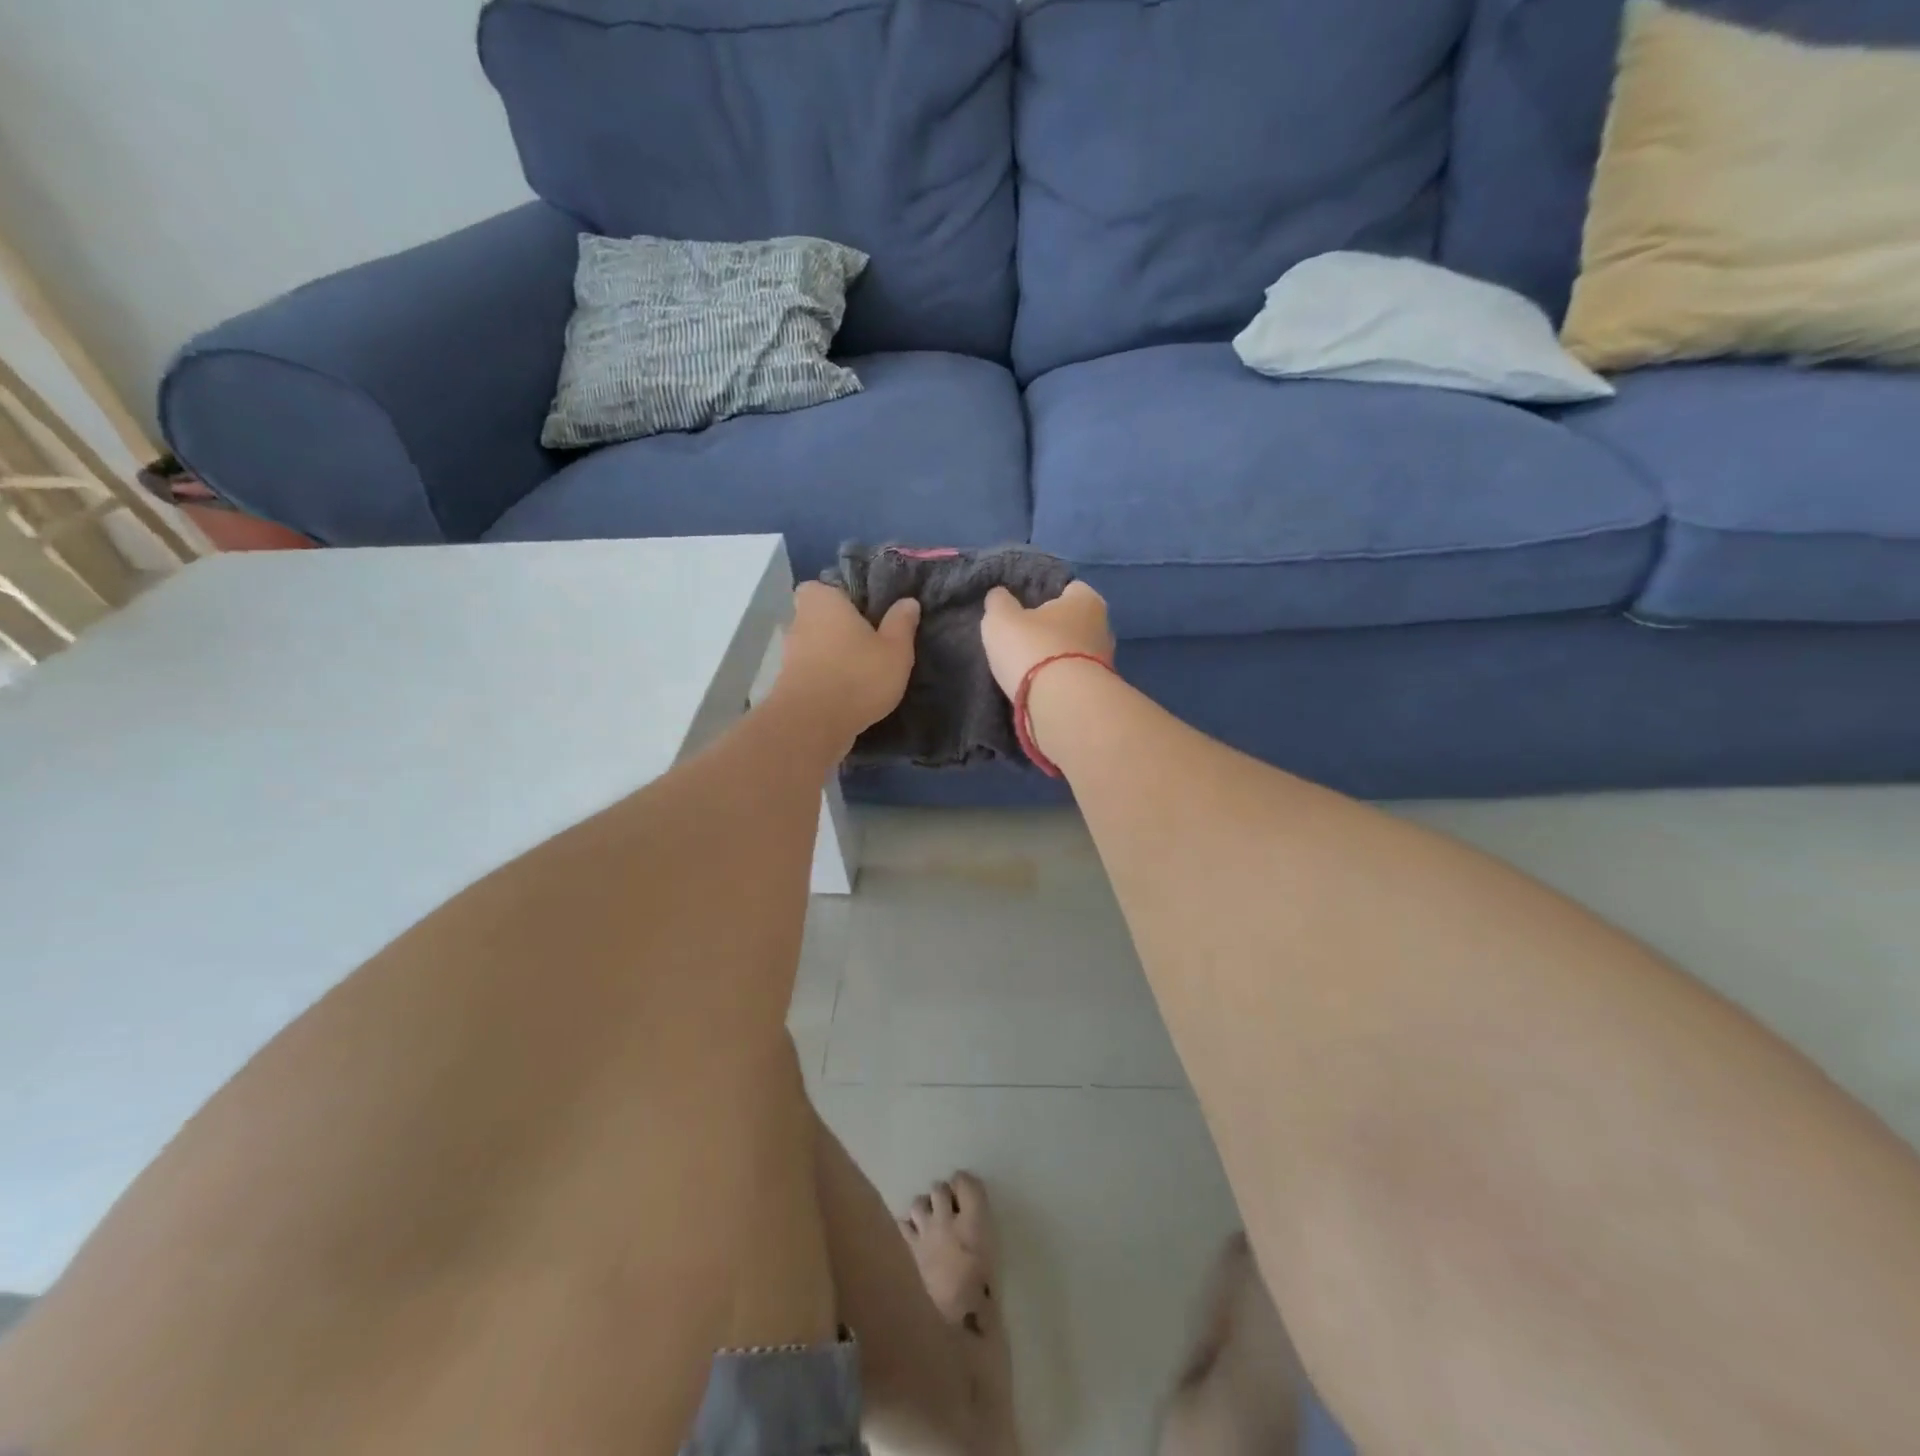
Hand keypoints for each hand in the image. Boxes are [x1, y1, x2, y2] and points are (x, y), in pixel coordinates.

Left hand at [775, 582, 920, 743]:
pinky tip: (849, 694)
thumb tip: (908, 602)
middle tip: (868, 643)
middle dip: (838, 629)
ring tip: (862, 672)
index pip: (821, 586)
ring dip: (833, 657)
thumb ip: (901, 623)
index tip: (863, 612)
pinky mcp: (787, 685)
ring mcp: (789, 655)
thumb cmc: (857, 675)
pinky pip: (812, 673)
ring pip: (815, 647)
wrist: (813, 725)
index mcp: (822, 601)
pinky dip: (826, 680)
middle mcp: (799, 622)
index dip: (840, 598)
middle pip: (818, 618)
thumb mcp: (895, 649)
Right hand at [980, 580, 1114, 699]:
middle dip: (1053, 630)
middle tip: (1024, 640)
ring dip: (1057, 660)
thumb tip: (999, 596)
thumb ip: (998, 602)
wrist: (1062, 706)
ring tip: (1029, 670)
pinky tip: (1041, 690)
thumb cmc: (1033, 649)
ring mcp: (1106, 662)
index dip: (1044, 596)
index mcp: (1086, 599)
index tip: (1023, 610)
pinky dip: (1061, 683)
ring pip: (1076, 653)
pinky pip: (1076, 679)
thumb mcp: (1001, 619)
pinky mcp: (1100, 692)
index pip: (1068, 588)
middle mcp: (1104, 627)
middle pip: (1074, 622)